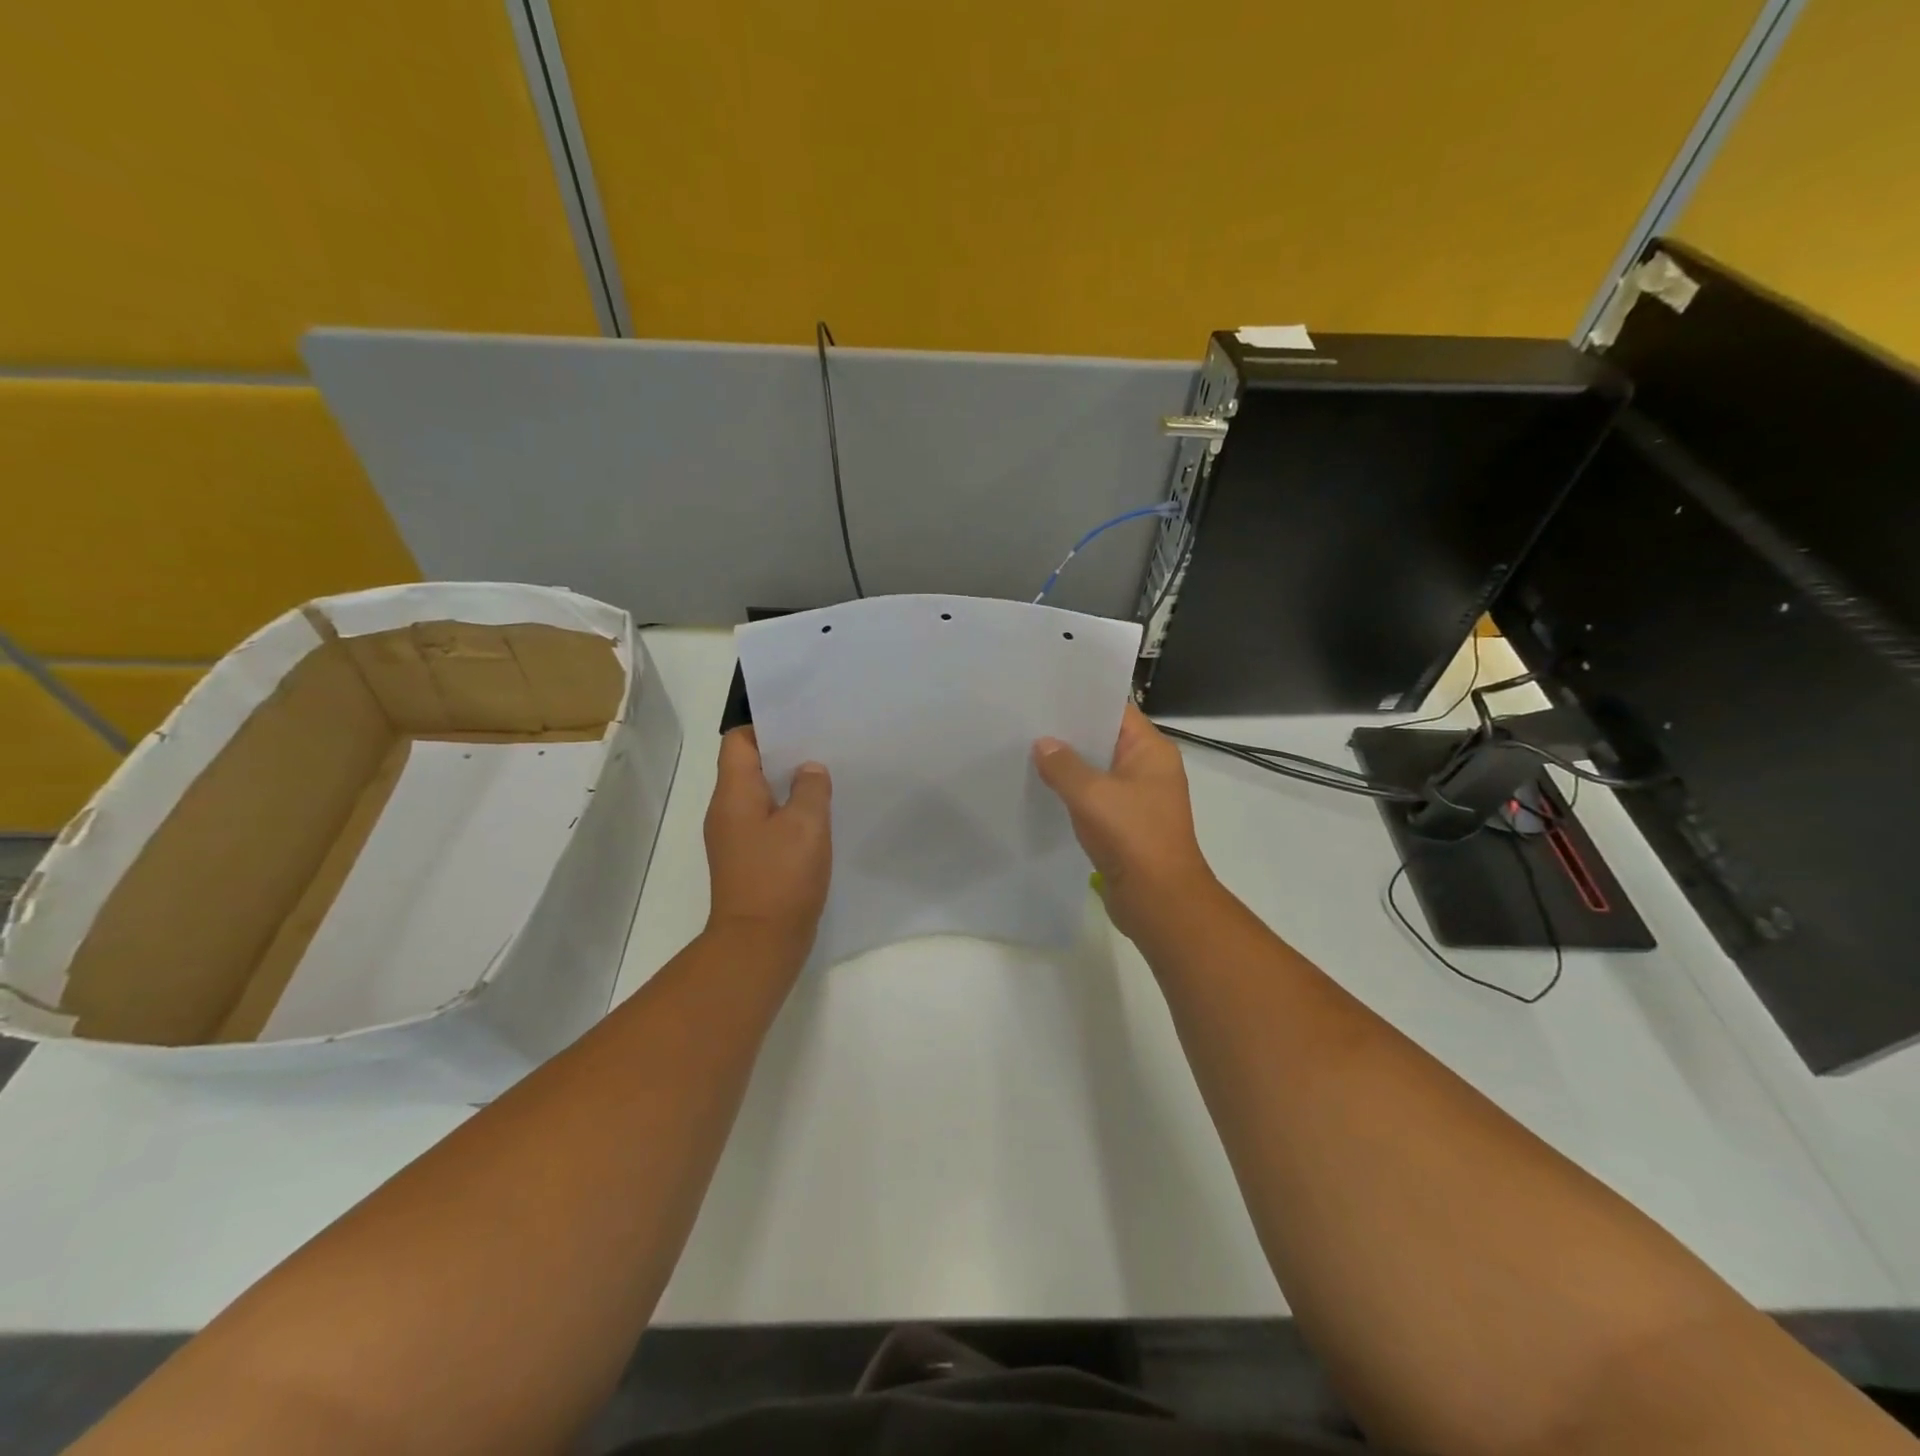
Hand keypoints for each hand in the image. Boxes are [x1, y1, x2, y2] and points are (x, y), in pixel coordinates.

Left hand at [704, 728, 832, 956]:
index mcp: (734, 793)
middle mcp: (726, 811)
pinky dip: (787, 813)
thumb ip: (810, 788)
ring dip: (787, 785)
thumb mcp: (806, 824)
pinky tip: (816, 819)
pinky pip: (766, 822)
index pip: (738, 741)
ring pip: (759, 796)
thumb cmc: (781, 876)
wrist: (759, 942)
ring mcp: (734, 838)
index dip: (765, 726)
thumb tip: (808, 770)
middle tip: (821, 745)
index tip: (800, 722)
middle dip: (783, 753)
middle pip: (748, 766)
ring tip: (824, 777)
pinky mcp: (747, 860)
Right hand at [1033, 703, 1217, 941]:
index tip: (1047, 692)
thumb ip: (1064, 765)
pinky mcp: (1125, 825)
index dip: (1083, 700)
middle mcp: (1148, 769)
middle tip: (1028, 720)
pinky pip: (1095, 799)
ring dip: (1069, 765)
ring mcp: (1138, 799)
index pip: (1116, 711)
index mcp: (1152, 751)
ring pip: (1098, 771)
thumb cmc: (1132, 836)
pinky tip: (1042, 788)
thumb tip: (1043, 744)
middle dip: (1070, 733)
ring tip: (1027, 749)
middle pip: (1105, 739)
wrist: (1159, 900)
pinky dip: (1073, 793)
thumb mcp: (1092, 794)